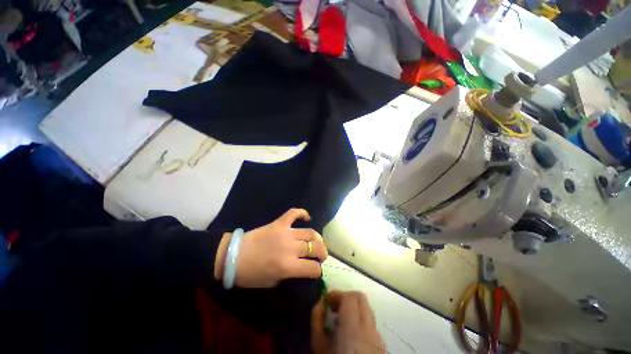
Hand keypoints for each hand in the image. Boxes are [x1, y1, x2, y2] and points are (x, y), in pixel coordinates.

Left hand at [214, 208, 327, 287]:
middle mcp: (290, 248)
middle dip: (322, 253)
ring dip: (317, 238)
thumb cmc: (251, 274)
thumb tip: (301, 267)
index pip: (312, 268)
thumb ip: (289, 274)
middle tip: (321, 255)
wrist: (233, 257)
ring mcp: (285, 233)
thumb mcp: (272, 282)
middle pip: (315, 248)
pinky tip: (307, 218)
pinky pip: (293, 213)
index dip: (317, 271)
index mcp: (288, 266)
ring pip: (309, 232)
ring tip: (317, 241)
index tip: (316, 270)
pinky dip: (302, 213)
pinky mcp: (279, 223)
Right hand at [311, 291, 384, 353]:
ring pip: (367, 310)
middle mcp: (369, 327)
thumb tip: (320, 302)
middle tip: (333, 307)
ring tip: (341, 320)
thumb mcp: (319, 346)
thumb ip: (317, 320)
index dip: (336, 294)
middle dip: (346, 297)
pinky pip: (371, 324)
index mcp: (353, 326)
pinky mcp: (382, 345)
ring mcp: (378, 336)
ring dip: (354, 308)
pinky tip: (351, 335)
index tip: (325, 300)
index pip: (349, 297)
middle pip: (361, 298)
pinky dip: (361, 320)